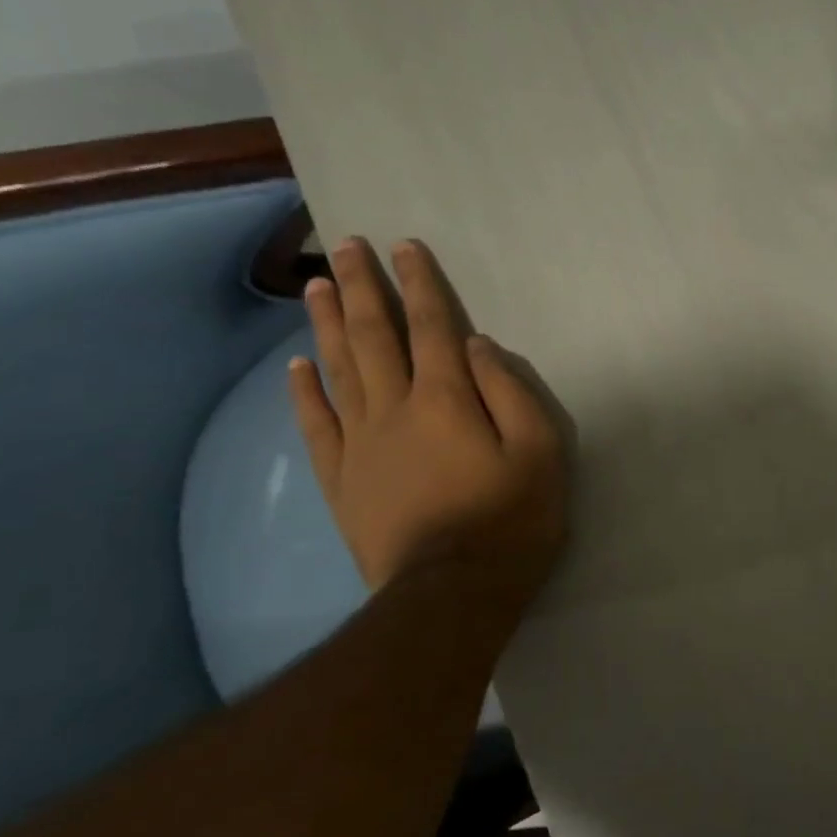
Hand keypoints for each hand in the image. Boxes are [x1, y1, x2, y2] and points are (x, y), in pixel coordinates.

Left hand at [288, 237, 570, 605]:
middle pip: (375, 336)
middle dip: (363, 287)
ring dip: (327, 323)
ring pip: (338, 369)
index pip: (432, 327)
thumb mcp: (539, 450)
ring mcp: (360, 443)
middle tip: (346, 246)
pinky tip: (296, 366)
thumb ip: (510, 392)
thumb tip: (478, 345)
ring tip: (317, 284)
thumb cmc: (511, 517)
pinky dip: (304, 391)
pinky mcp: (341, 477)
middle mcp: (395, 408)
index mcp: (446, 399)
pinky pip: (316, 424)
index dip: (420, 284)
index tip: (405, 247)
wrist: (451, 591)